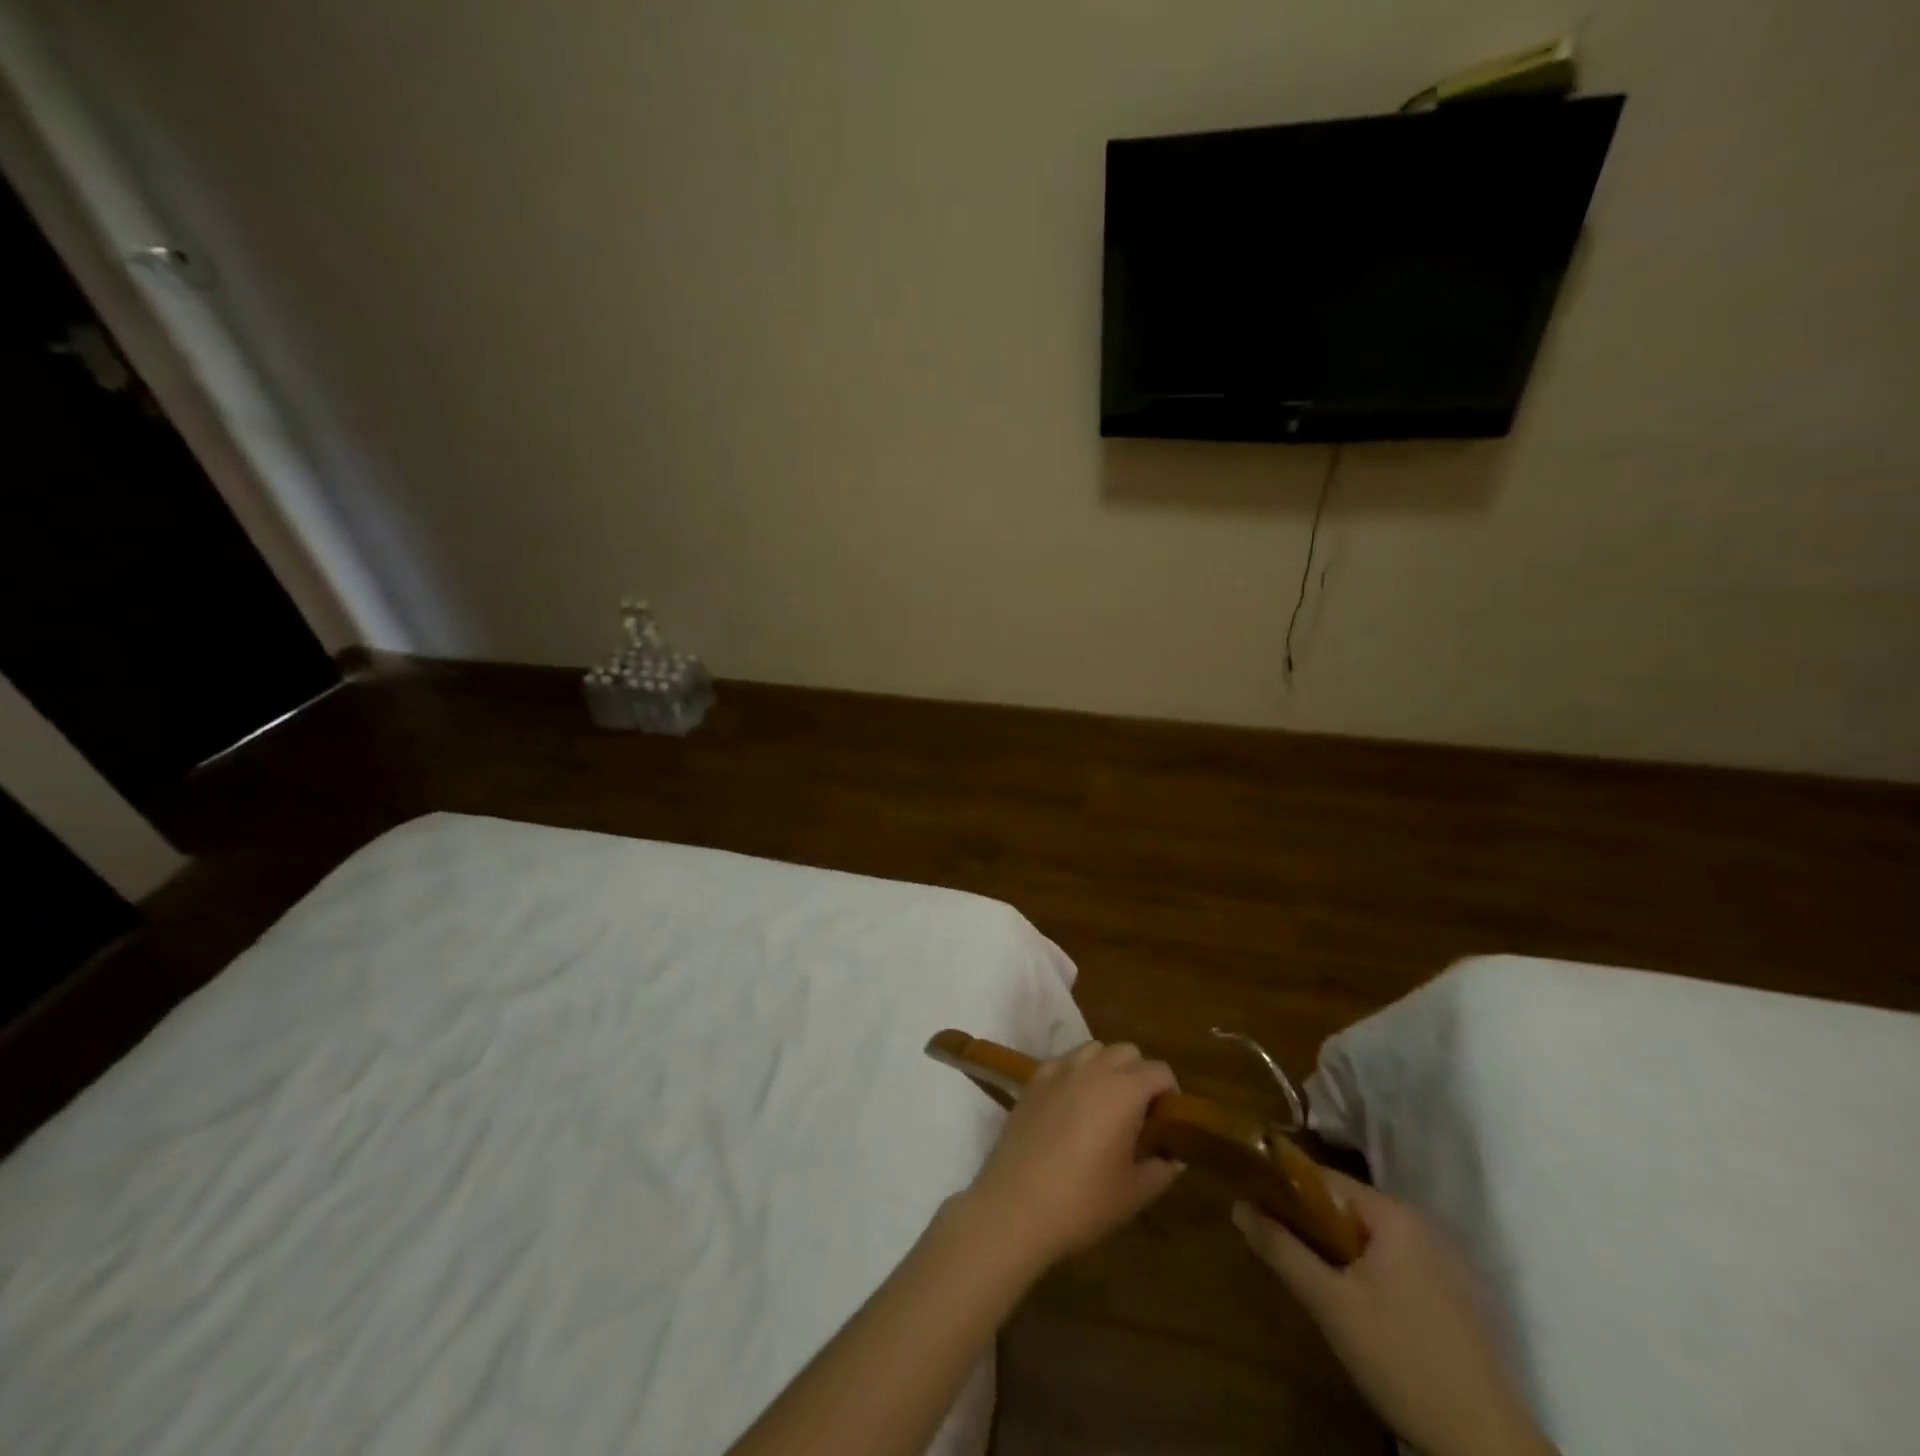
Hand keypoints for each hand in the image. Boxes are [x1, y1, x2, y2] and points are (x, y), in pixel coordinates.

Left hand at [960, 1041, 1183, 1269]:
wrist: (1016, 1205)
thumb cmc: (1082, 1201)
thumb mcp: (1133, 1193)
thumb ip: (1161, 1169)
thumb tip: (1174, 1157)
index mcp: (1124, 1090)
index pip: (1159, 1071)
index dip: (1170, 1092)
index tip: (1168, 1121)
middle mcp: (1093, 1069)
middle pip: (1127, 1052)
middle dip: (1140, 1075)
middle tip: (1139, 1114)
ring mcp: (1059, 1069)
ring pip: (1094, 1050)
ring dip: (1108, 1068)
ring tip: (1105, 1105)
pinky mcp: (1034, 1079)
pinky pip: (1064, 1061)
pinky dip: (1076, 1073)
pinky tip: (1071, 1104)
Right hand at [1235, 1171, 1553, 1455]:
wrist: (1487, 1447)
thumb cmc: (1401, 1359)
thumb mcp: (1330, 1304)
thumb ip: (1282, 1249)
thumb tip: (1238, 1206)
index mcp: (1396, 1215)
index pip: (1326, 1180)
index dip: (1287, 1189)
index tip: (1257, 1204)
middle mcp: (1424, 1226)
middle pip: (1350, 1209)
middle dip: (1314, 1227)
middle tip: (1283, 1252)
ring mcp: (1447, 1263)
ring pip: (1374, 1240)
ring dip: (1341, 1253)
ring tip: (1315, 1282)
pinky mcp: (1458, 1298)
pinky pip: (1399, 1266)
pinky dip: (1371, 1274)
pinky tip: (1359, 1310)